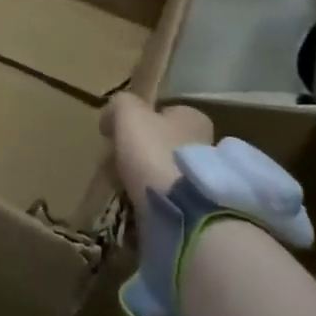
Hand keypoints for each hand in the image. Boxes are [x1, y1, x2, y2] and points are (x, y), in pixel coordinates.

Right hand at [102, 95, 213, 216]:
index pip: (164, 112)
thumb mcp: (129, 113)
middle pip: (163, 143)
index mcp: (193, 118)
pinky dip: (149, 200)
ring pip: (163, 172)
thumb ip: (120, 104)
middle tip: (115, 162)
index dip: (140, 119)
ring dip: (144, 178)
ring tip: (121, 187)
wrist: (179, 211)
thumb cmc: (154, 151)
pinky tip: (134, 204)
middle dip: (140, 151)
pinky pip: (165, 199)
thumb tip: (111, 115)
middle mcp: (204, 145)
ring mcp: (201, 179)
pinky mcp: (196, 209)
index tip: (119, 132)